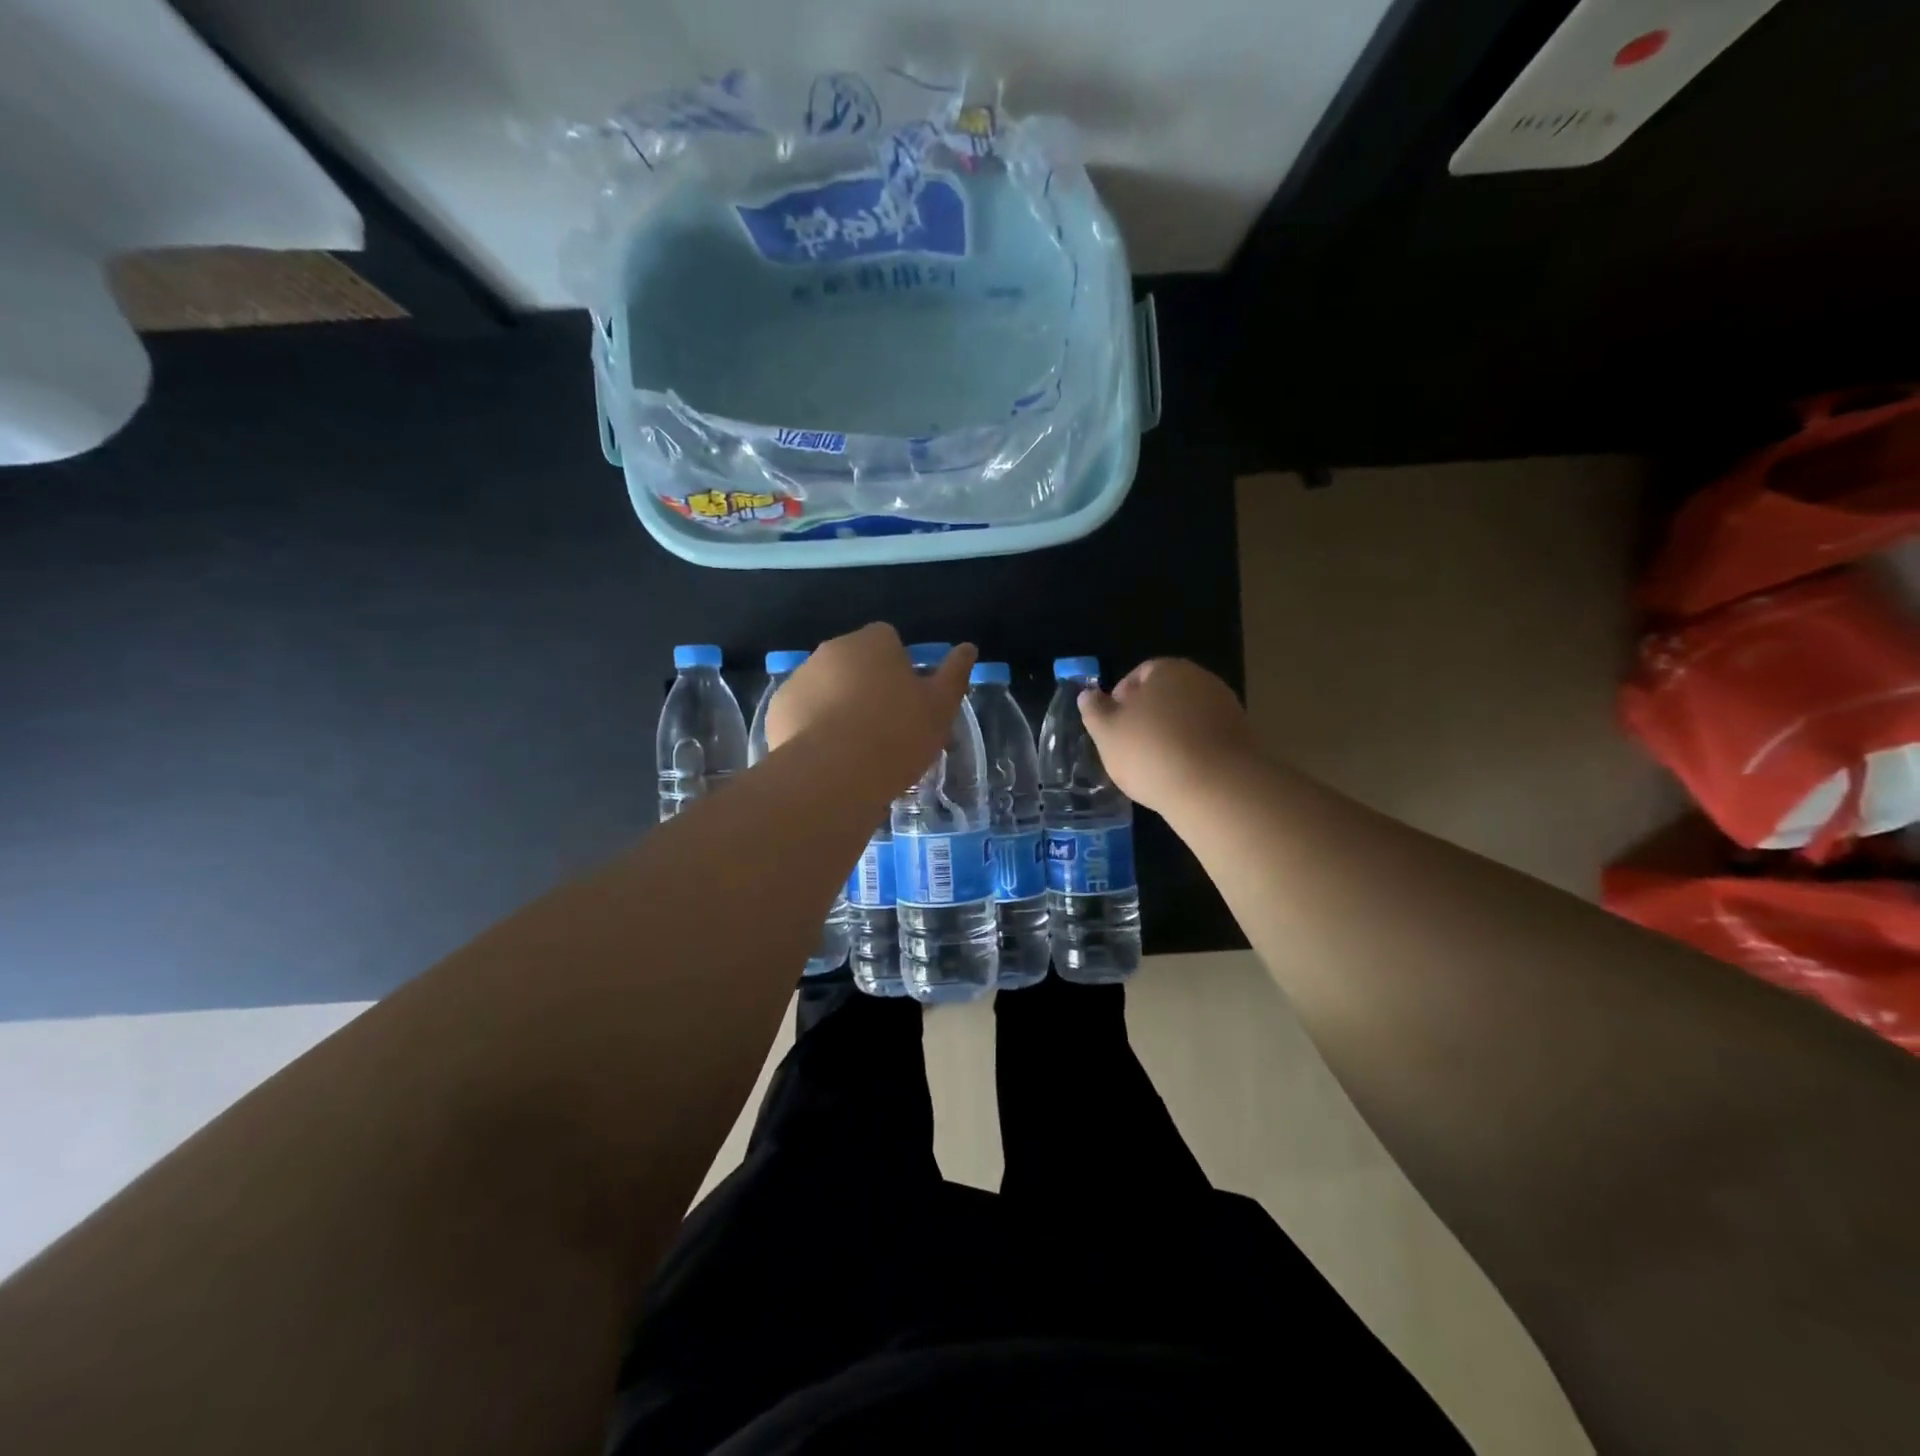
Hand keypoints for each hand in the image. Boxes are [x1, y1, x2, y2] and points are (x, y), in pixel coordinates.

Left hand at [766, 624, 975, 775]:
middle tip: (886, 728)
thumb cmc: (896, 735)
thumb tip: (967, 648)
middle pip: (855, 663)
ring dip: (839, 706)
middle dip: (867, 686)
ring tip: (856, 749)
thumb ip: (954, 674)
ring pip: (826, 688)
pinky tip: (829, 758)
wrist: (833, 775)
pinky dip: (814, 728)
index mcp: (872, 642)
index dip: (900, 668)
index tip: (909, 701)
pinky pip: (803, 713)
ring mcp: (799, 679)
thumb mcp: (940, 707)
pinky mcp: (777, 711)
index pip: (888, 640)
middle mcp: (831, 650)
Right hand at [1079, 658, 1260, 813]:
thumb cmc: (1151, 753)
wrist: (1218, 789)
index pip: (1139, 674)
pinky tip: (1181, 775)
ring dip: (1170, 736)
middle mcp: (1202, 681)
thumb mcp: (1107, 733)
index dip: (1120, 699)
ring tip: (1154, 767)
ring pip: (1187, 718)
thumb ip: (1094, 710)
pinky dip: (1192, 752)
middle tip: (1129, 748)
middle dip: (1147, 717)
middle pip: (1166, 695)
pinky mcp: (1243, 738)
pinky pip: (1206, 740)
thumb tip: (1088, 694)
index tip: (1111, 727)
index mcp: (1168, 670)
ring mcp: (1227, 709)